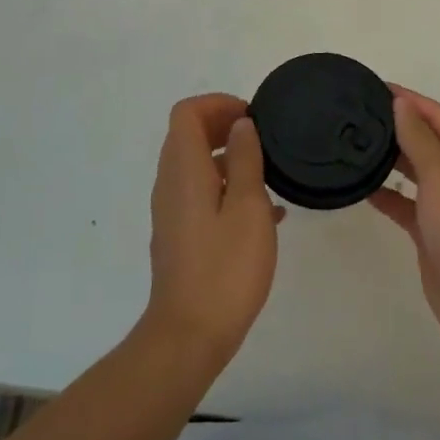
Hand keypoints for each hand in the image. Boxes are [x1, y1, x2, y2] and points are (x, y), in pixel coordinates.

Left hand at [143, 94, 282, 362]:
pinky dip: (227, 188)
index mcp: (183, 170)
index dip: (218, 104)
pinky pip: (200, 194)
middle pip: (188, 135)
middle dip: (224, 126)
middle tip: (263, 139)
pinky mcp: (179, 235)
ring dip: (229, 159)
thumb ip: (246, 160)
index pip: (187, 113)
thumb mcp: (248, 207)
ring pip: (196, 165)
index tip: (251, 117)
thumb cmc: (225, 268)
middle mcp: (170, 184)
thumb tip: (241, 125)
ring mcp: (172, 211)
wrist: (189, 335)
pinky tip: (265, 214)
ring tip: (269, 175)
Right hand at [371, 88, 439, 359]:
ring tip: (354, 144)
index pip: (438, 117)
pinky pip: (407, 205)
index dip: (409, 100)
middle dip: (398, 127)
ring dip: (391, 160)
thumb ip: (419, 139)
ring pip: (416, 173)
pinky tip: (361, 188)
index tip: (375, 86)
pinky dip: (387, 195)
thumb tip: (401, 104)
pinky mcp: (434, 234)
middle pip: (428, 142)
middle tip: (357, 114)